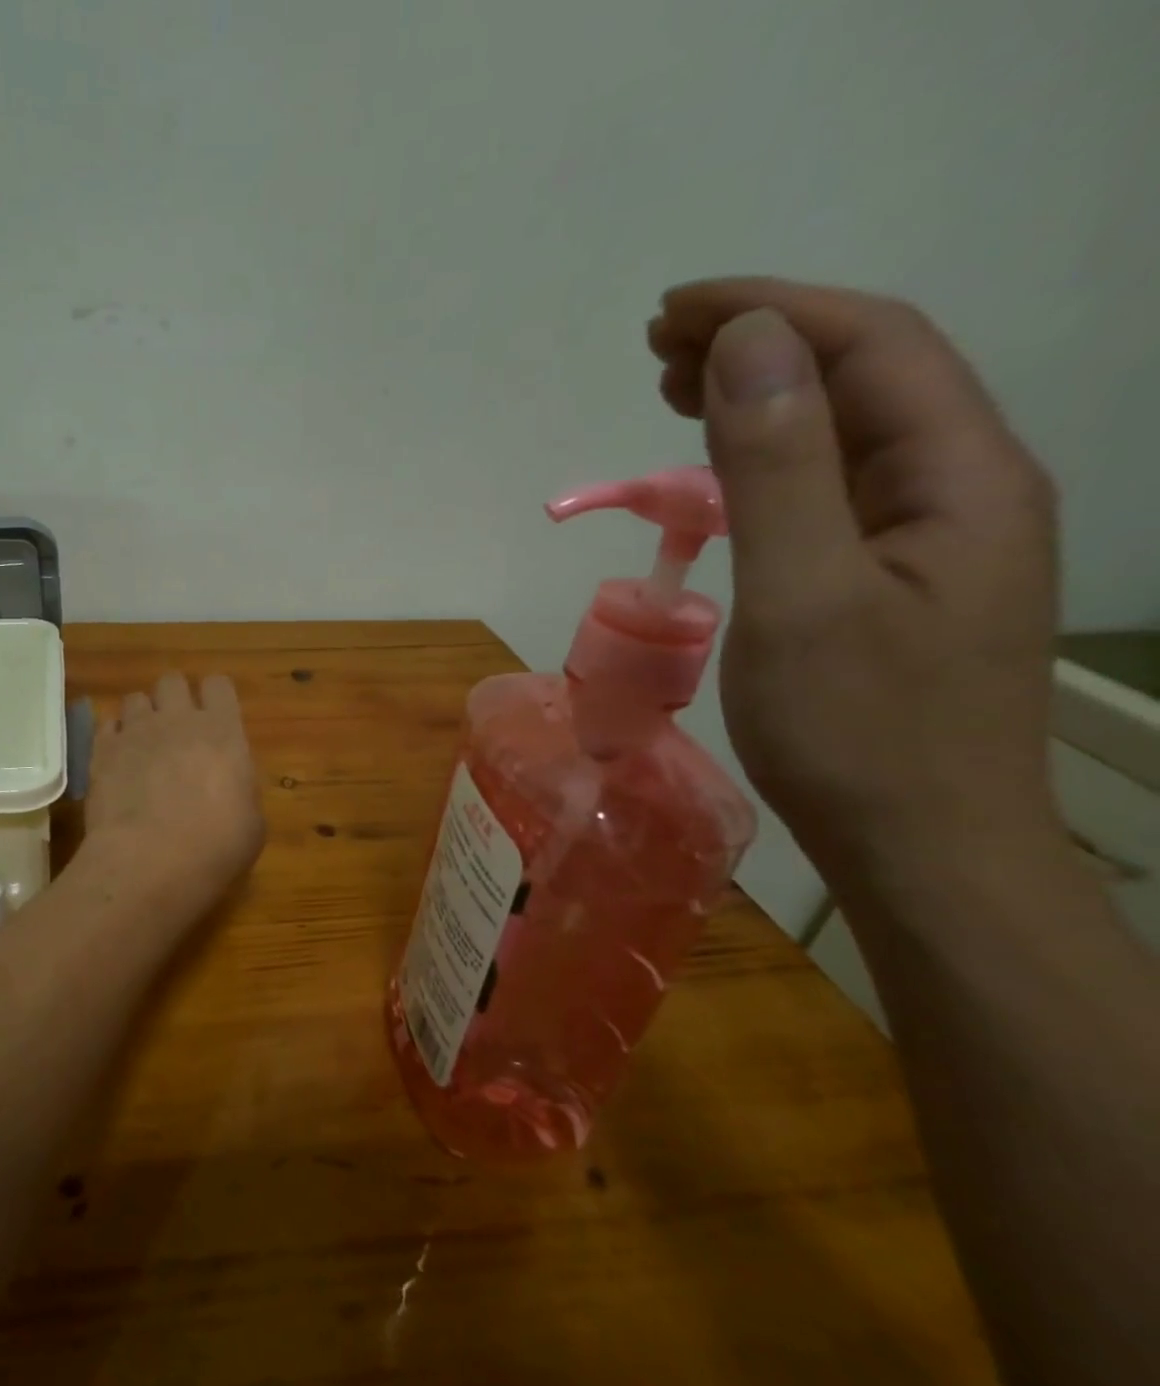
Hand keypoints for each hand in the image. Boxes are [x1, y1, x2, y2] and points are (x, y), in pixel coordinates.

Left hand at [84, 673, 265, 905]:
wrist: (149, 863)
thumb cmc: (215, 848)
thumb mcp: (251, 824)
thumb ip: (240, 790)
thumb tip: (230, 787)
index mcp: (223, 731)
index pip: (219, 684)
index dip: (215, 697)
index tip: (215, 718)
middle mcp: (178, 720)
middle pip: (172, 681)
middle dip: (174, 698)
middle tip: (177, 730)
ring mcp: (135, 732)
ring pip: (135, 698)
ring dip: (141, 716)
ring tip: (143, 745)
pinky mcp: (101, 751)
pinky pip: (105, 724)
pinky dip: (113, 737)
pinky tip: (118, 760)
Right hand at [648, 279, 1062, 884]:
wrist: (918, 844)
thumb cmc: (856, 728)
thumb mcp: (802, 592)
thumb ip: (777, 466)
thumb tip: (745, 346)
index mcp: (959, 474)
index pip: (870, 345)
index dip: (771, 310)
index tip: (671, 311)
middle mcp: (960, 487)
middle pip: (863, 376)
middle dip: (761, 342)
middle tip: (657, 346)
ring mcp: (927, 536)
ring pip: (843, 433)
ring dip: (760, 397)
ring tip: (674, 386)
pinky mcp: (888, 578)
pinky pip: (829, 488)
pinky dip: (767, 459)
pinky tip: (723, 467)